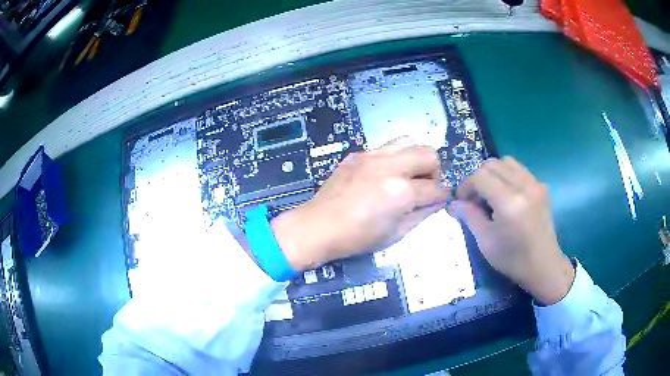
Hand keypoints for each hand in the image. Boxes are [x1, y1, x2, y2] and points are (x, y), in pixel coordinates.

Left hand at [271, 138, 449, 270]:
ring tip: (407, 175)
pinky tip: (384, 175)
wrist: (318, 226)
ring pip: (409, 141)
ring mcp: (372, 156)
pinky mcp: (358, 154)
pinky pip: (387, 147)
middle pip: (428, 153)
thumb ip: (421, 214)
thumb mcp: (395, 234)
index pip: (436, 188)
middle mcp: (390, 167)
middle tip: (424, 186)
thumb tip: (437, 201)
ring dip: (415, 157)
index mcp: (401, 192)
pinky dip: (395, 158)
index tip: (441, 199)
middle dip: (434, 171)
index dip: (443, 195)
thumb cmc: (356, 238)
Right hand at [448, 157, 574, 304]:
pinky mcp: (542, 186)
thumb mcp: (485, 242)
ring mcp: (535, 184)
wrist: (544, 266)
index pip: (480, 176)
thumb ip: (469, 217)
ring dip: (493, 174)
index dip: (466, 186)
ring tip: (491, 195)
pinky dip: (507, 176)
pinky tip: (507, 196)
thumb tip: (453, 203)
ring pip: (506, 162)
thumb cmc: (513, 259)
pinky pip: (519, 170)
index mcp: (509, 202)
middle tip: (475, 199)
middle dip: (478, 178)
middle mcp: (524, 186)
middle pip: (492, 164)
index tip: (462, 201)